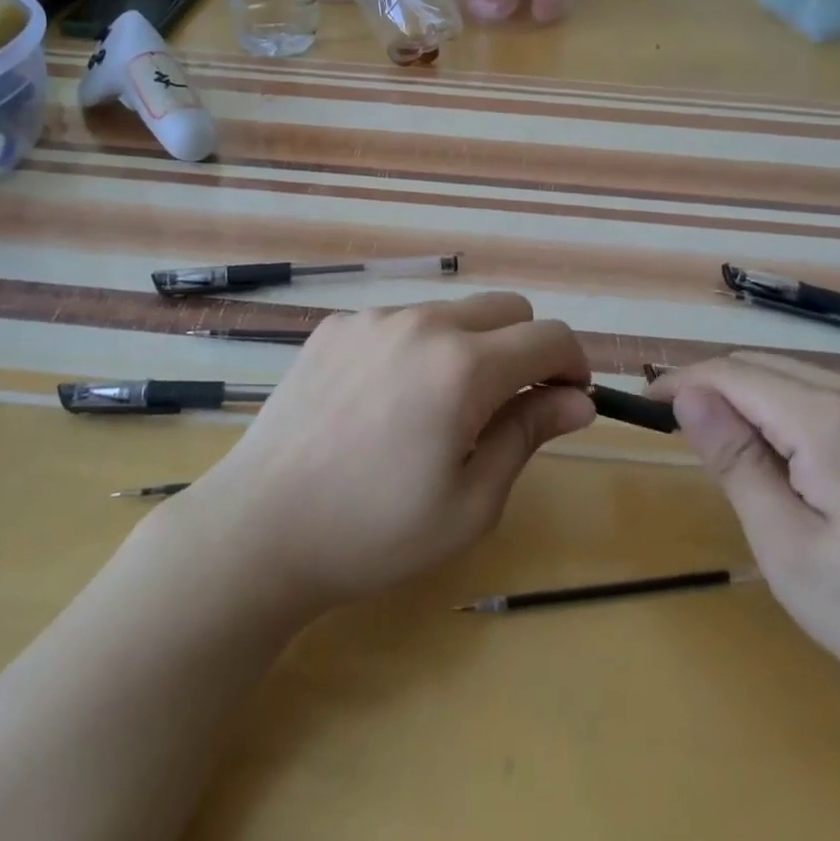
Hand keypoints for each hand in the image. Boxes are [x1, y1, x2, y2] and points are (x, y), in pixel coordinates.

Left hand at [174, 293, 593, 615]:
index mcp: (463, 366)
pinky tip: (383, 401)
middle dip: (526, 348)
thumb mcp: (470, 502)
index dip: (572, 365)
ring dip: (469, 346)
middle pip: (507, 308)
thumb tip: (579, 401)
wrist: (260, 528)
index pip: (549, 336)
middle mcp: (422, 323)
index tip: (567, 400)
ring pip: (452, 312)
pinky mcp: (336, 325)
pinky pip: (400, 322)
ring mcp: (373, 318)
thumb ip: (529, 435)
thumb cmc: (374, 532)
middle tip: (507, 407)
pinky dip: (415, 348)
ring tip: (437, 410)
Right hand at [651, 351, 839, 728]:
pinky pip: (833, 394)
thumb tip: (688, 397)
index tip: (644, 407)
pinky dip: (793, 409)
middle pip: (763, 368)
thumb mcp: (788, 549)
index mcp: (831, 419)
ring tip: (735, 453)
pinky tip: (795, 457)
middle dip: (714, 391)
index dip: (682, 383)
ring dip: (753, 401)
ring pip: (797, 376)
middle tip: (685, 437)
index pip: (732, 375)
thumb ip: (735, 462)